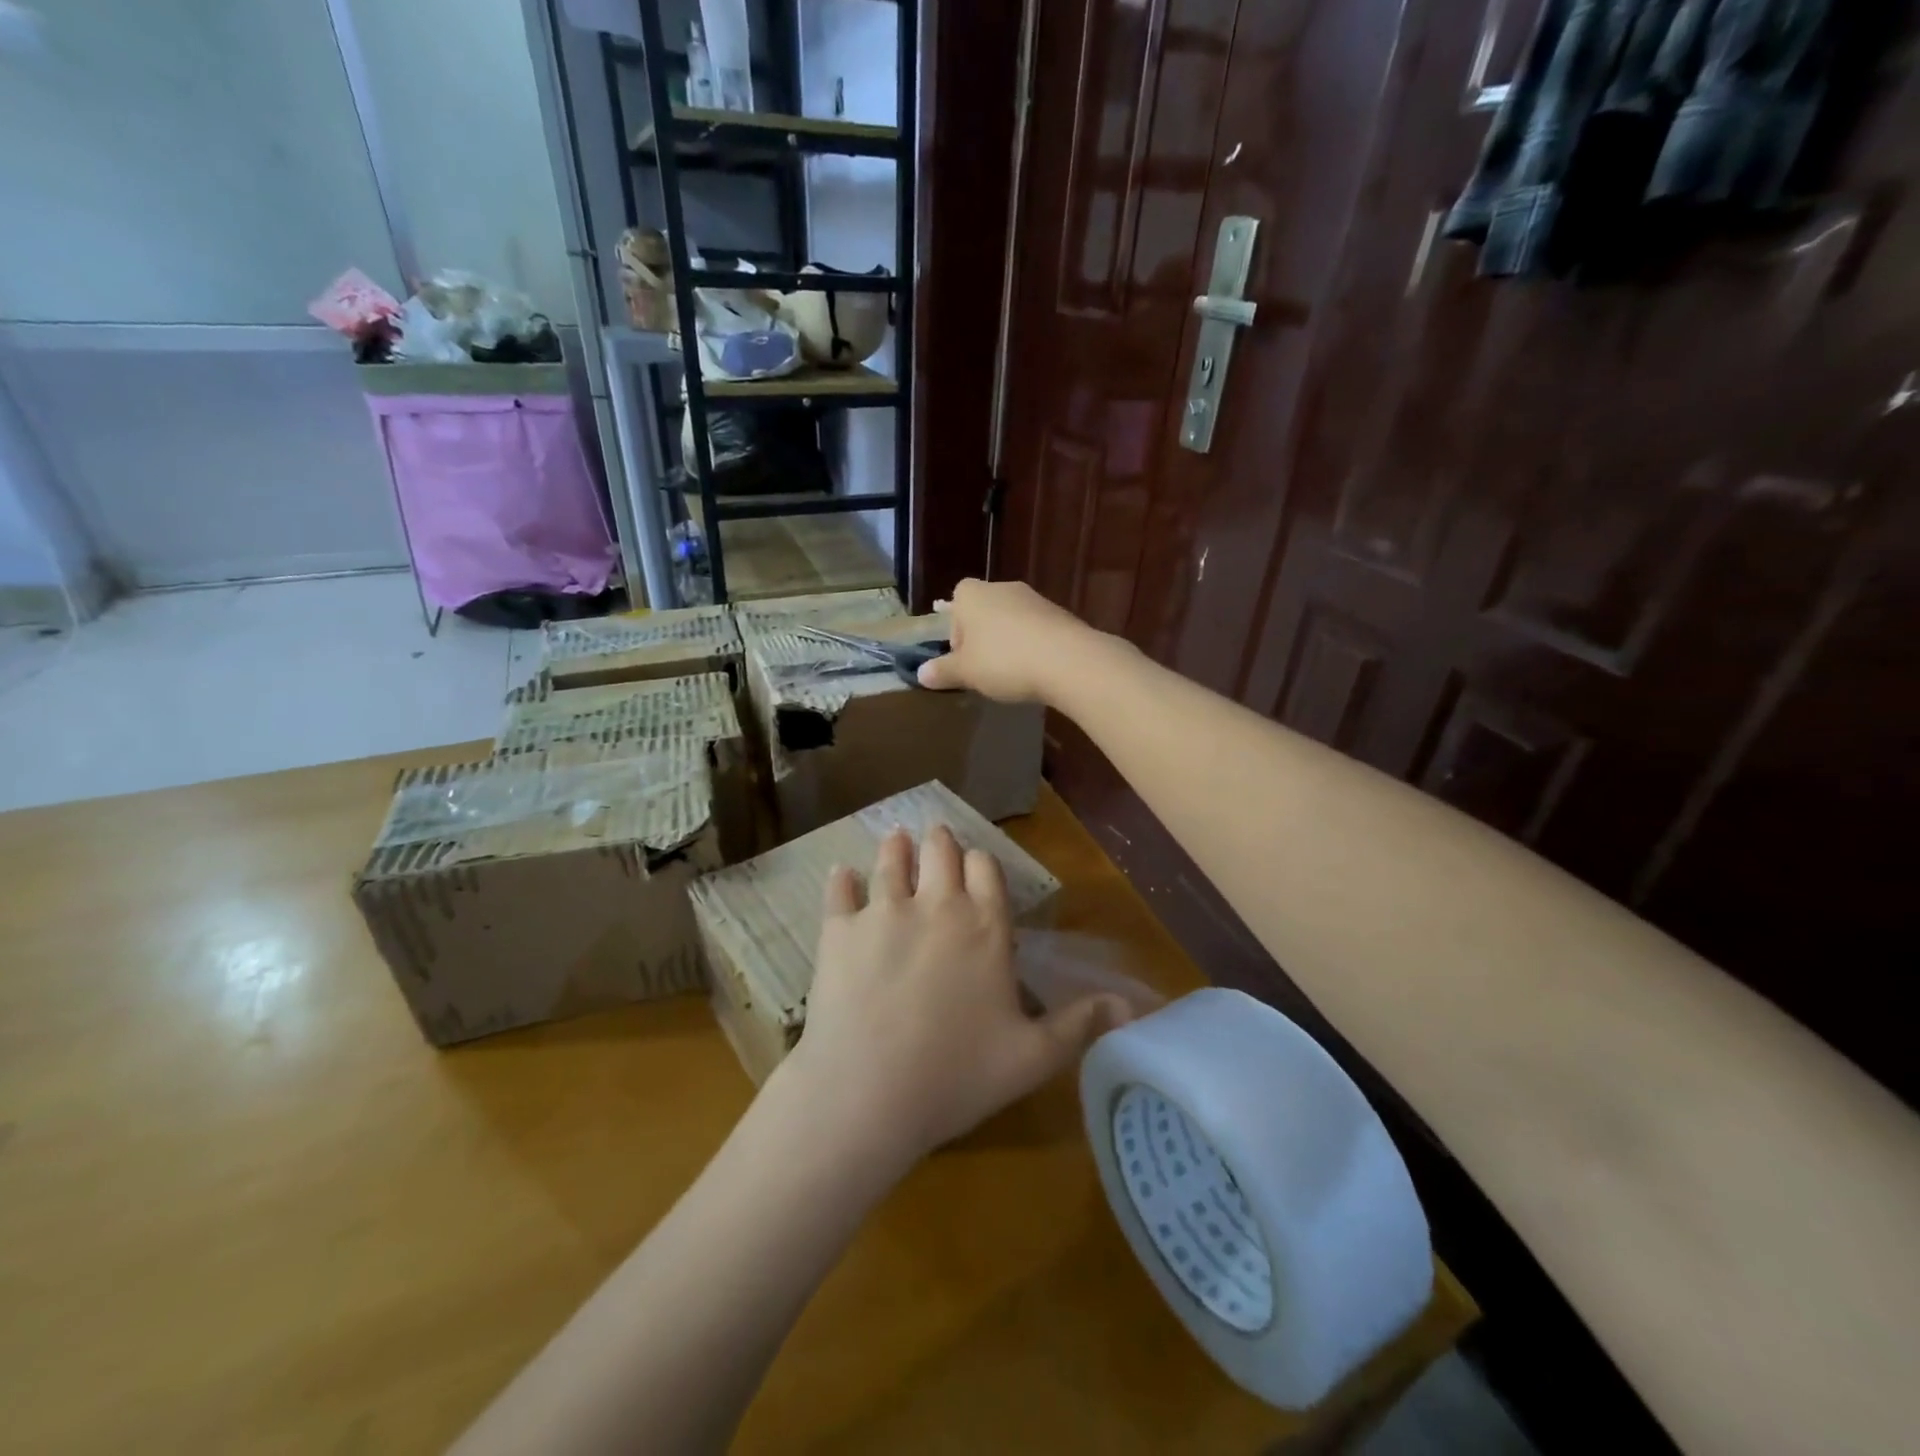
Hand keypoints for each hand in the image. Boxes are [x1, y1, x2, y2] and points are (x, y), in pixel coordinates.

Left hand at [788, 826, 1131, 1163]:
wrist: (867, 1093)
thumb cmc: (956, 1076)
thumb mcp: (1032, 1058)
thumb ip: (1078, 1025)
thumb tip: (1127, 1005)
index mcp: (985, 927)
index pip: (987, 868)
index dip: (981, 863)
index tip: (975, 866)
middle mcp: (936, 905)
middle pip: (940, 850)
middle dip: (941, 843)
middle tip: (936, 842)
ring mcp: (883, 912)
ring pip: (892, 859)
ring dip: (897, 847)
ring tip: (897, 840)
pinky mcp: (839, 929)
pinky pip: (840, 889)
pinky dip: (842, 879)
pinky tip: (842, 873)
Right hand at [915, 579, 1099, 703]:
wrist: (1066, 660)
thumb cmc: (1003, 661)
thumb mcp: (966, 672)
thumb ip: (942, 671)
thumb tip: (921, 674)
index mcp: (972, 595)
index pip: (955, 602)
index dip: (955, 630)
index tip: (962, 658)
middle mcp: (1002, 588)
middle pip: (983, 611)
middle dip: (981, 638)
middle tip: (984, 669)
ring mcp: (1034, 598)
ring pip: (1010, 620)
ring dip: (1007, 642)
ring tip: (1011, 673)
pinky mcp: (1059, 614)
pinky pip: (1035, 629)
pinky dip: (1031, 645)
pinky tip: (1036, 669)